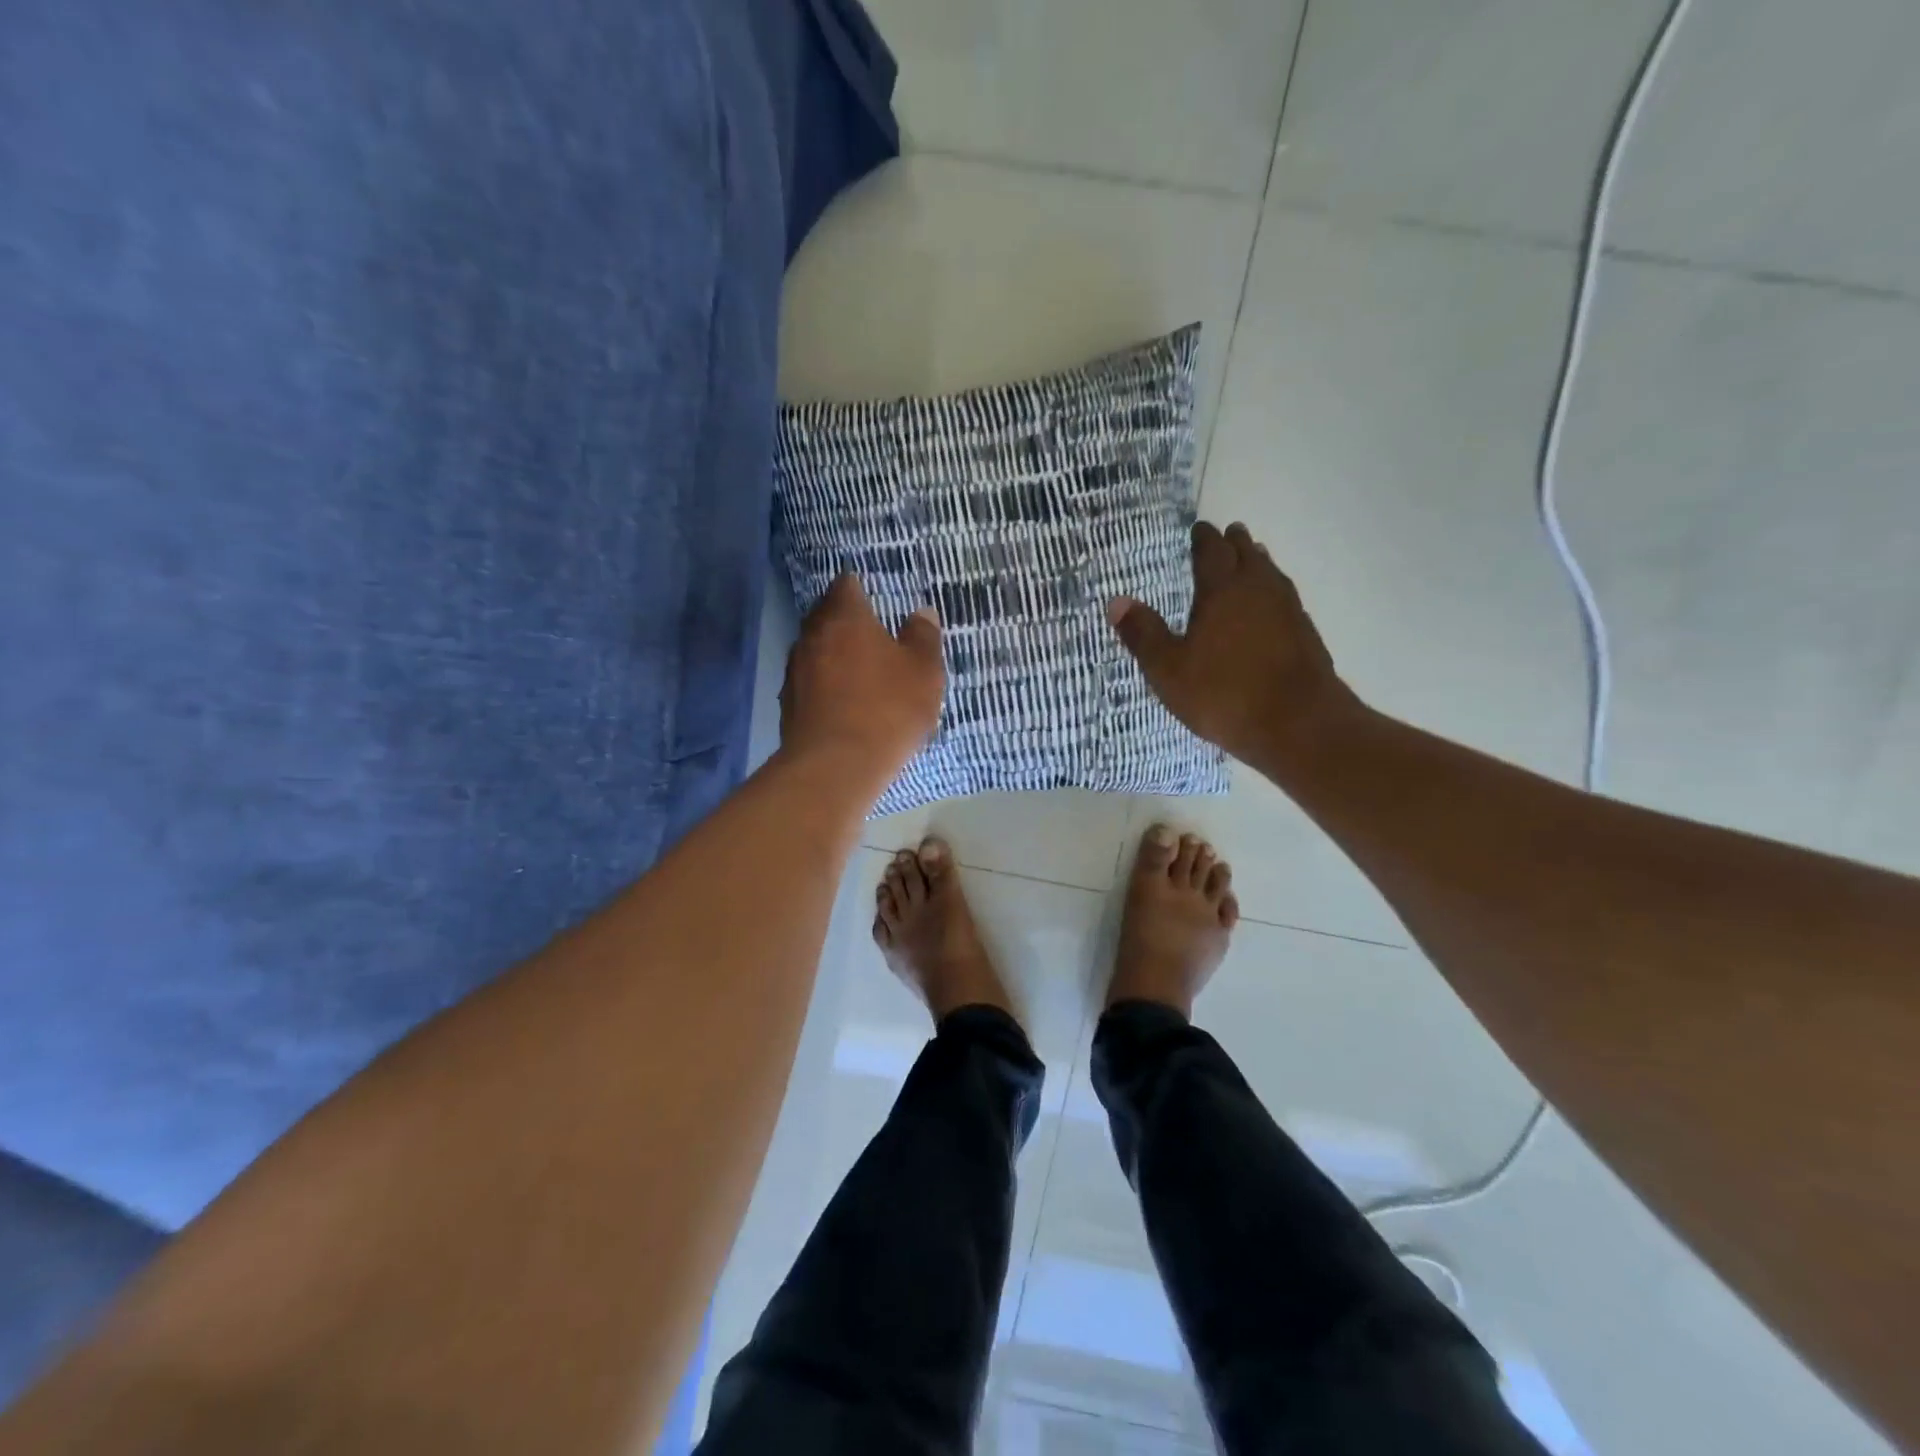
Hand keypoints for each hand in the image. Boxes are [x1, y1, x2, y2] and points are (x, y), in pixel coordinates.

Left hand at [780, 575, 944, 778]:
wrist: (835, 767)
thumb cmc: (887, 709)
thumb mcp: (924, 672)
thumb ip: (923, 637)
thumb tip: (921, 613)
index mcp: (844, 617)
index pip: (846, 585)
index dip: (861, 588)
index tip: (875, 599)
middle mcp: (812, 635)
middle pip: (826, 616)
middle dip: (846, 622)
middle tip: (872, 636)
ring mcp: (795, 671)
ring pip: (816, 650)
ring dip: (834, 655)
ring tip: (859, 672)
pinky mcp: (788, 704)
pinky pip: (810, 683)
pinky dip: (825, 685)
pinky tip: (843, 704)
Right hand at [1108, 521, 1359, 770]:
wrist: (1299, 725)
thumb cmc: (1224, 694)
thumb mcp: (1168, 670)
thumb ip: (1143, 634)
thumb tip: (1116, 601)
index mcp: (1222, 590)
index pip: (1211, 550)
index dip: (1203, 538)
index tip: (1198, 530)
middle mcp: (1258, 589)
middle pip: (1246, 554)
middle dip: (1233, 543)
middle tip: (1225, 536)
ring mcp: (1288, 609)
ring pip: (1270, 573)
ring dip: (1257, 562)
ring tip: (1249, 560)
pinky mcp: (1305, 633)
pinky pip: (1284, 597)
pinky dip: (1272, 591)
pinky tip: (1269, 606)